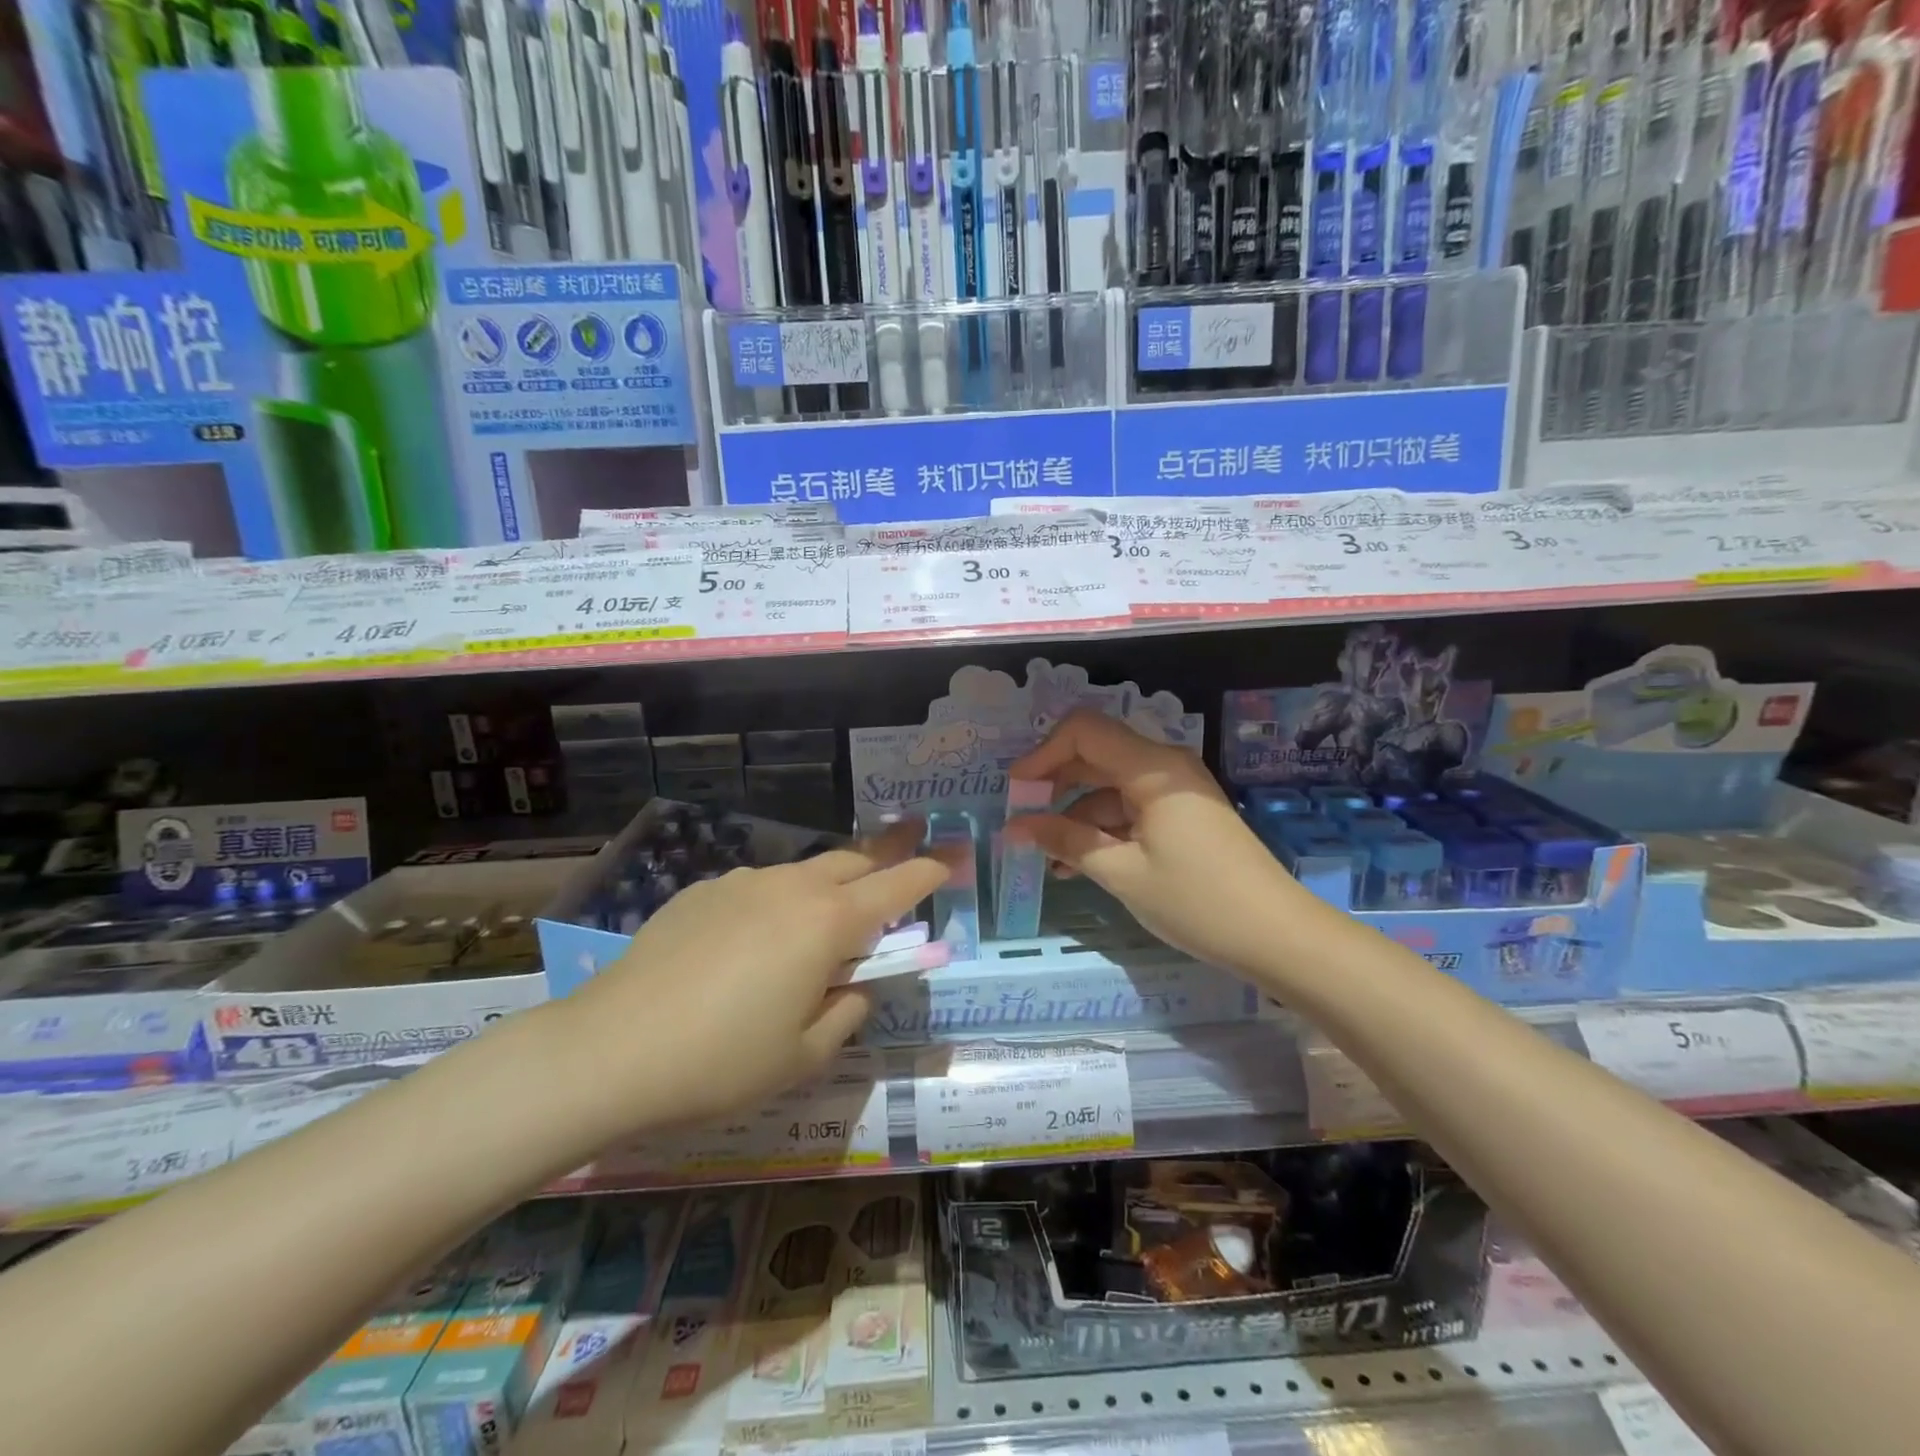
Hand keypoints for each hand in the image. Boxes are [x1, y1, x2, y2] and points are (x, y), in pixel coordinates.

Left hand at [555, 821, 945, 1133]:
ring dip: (828, 887)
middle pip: (853, 861)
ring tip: (821, 922)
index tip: (950, 859)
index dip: (929, 870)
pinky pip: (758, 887)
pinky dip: (777, 902)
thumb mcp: (803, 1055)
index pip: (897, 885)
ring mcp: (742, 883)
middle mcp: (792, 888)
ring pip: (804, 872)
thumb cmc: (722, 1061)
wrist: (610, 1049)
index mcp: (828, 923)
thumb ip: (847, 1011)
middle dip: (884, 861)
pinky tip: (751, 943)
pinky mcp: (702, 891)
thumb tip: (858, 985)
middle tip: (901, 863)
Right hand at [1008, 710, 1298, 976]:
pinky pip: (1129, 809)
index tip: (1016, 790)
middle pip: (1095, 755)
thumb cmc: (1197, 901)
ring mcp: (1175, 792)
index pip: (1084, 731)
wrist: (1277, 936)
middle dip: (1054, 785)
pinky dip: (1101, 830)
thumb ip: (1066, 842)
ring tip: (1044, 858)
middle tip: (1022, 821)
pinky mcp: (1181, 816)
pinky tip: (1075, 864)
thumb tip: (1016, 826)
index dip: (1043, 753)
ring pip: (1109, 787)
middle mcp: (1164, 767)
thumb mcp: (1122, 873)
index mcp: (1152, 768)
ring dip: (1074, 817)